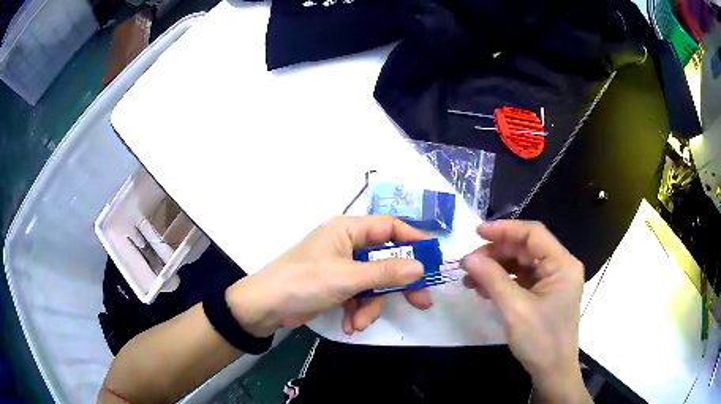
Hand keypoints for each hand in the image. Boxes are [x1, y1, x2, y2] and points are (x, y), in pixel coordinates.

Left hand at [226, 216, 432, 337]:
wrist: (266, 307)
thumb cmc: (304, 282)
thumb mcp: (347, 277)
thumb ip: (385, 272)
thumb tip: (421, 266)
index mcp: (348, 230)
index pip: (390, 227)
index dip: (414, 240)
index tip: (433, 259)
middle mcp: (347, 245)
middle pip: (386, 260)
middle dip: (398, 284)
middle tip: (421, 302)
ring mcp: (342, 267)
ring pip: (374, 283)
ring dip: (371, 306)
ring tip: (359, 322)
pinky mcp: (336, 286)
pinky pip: (359, 296)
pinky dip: (358, 311)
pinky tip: (349, 325)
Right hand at [462, 221, 588, 402]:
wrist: (552, 372)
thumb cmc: (541, 340)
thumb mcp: (515, 309)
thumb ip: (493, 279)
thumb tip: (468, 258)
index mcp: (562, 264)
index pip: (533, 234)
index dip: (505, 229)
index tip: (477, 232)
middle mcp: (559, 267)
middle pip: (525, 248)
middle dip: (496, 253)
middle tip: (468, 263)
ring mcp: (551, 282)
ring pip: (521, 264)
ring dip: (496, 268)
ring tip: (470, 278)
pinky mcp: (543, 295)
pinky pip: (520, 280)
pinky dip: (501, 282)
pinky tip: (483, 289)